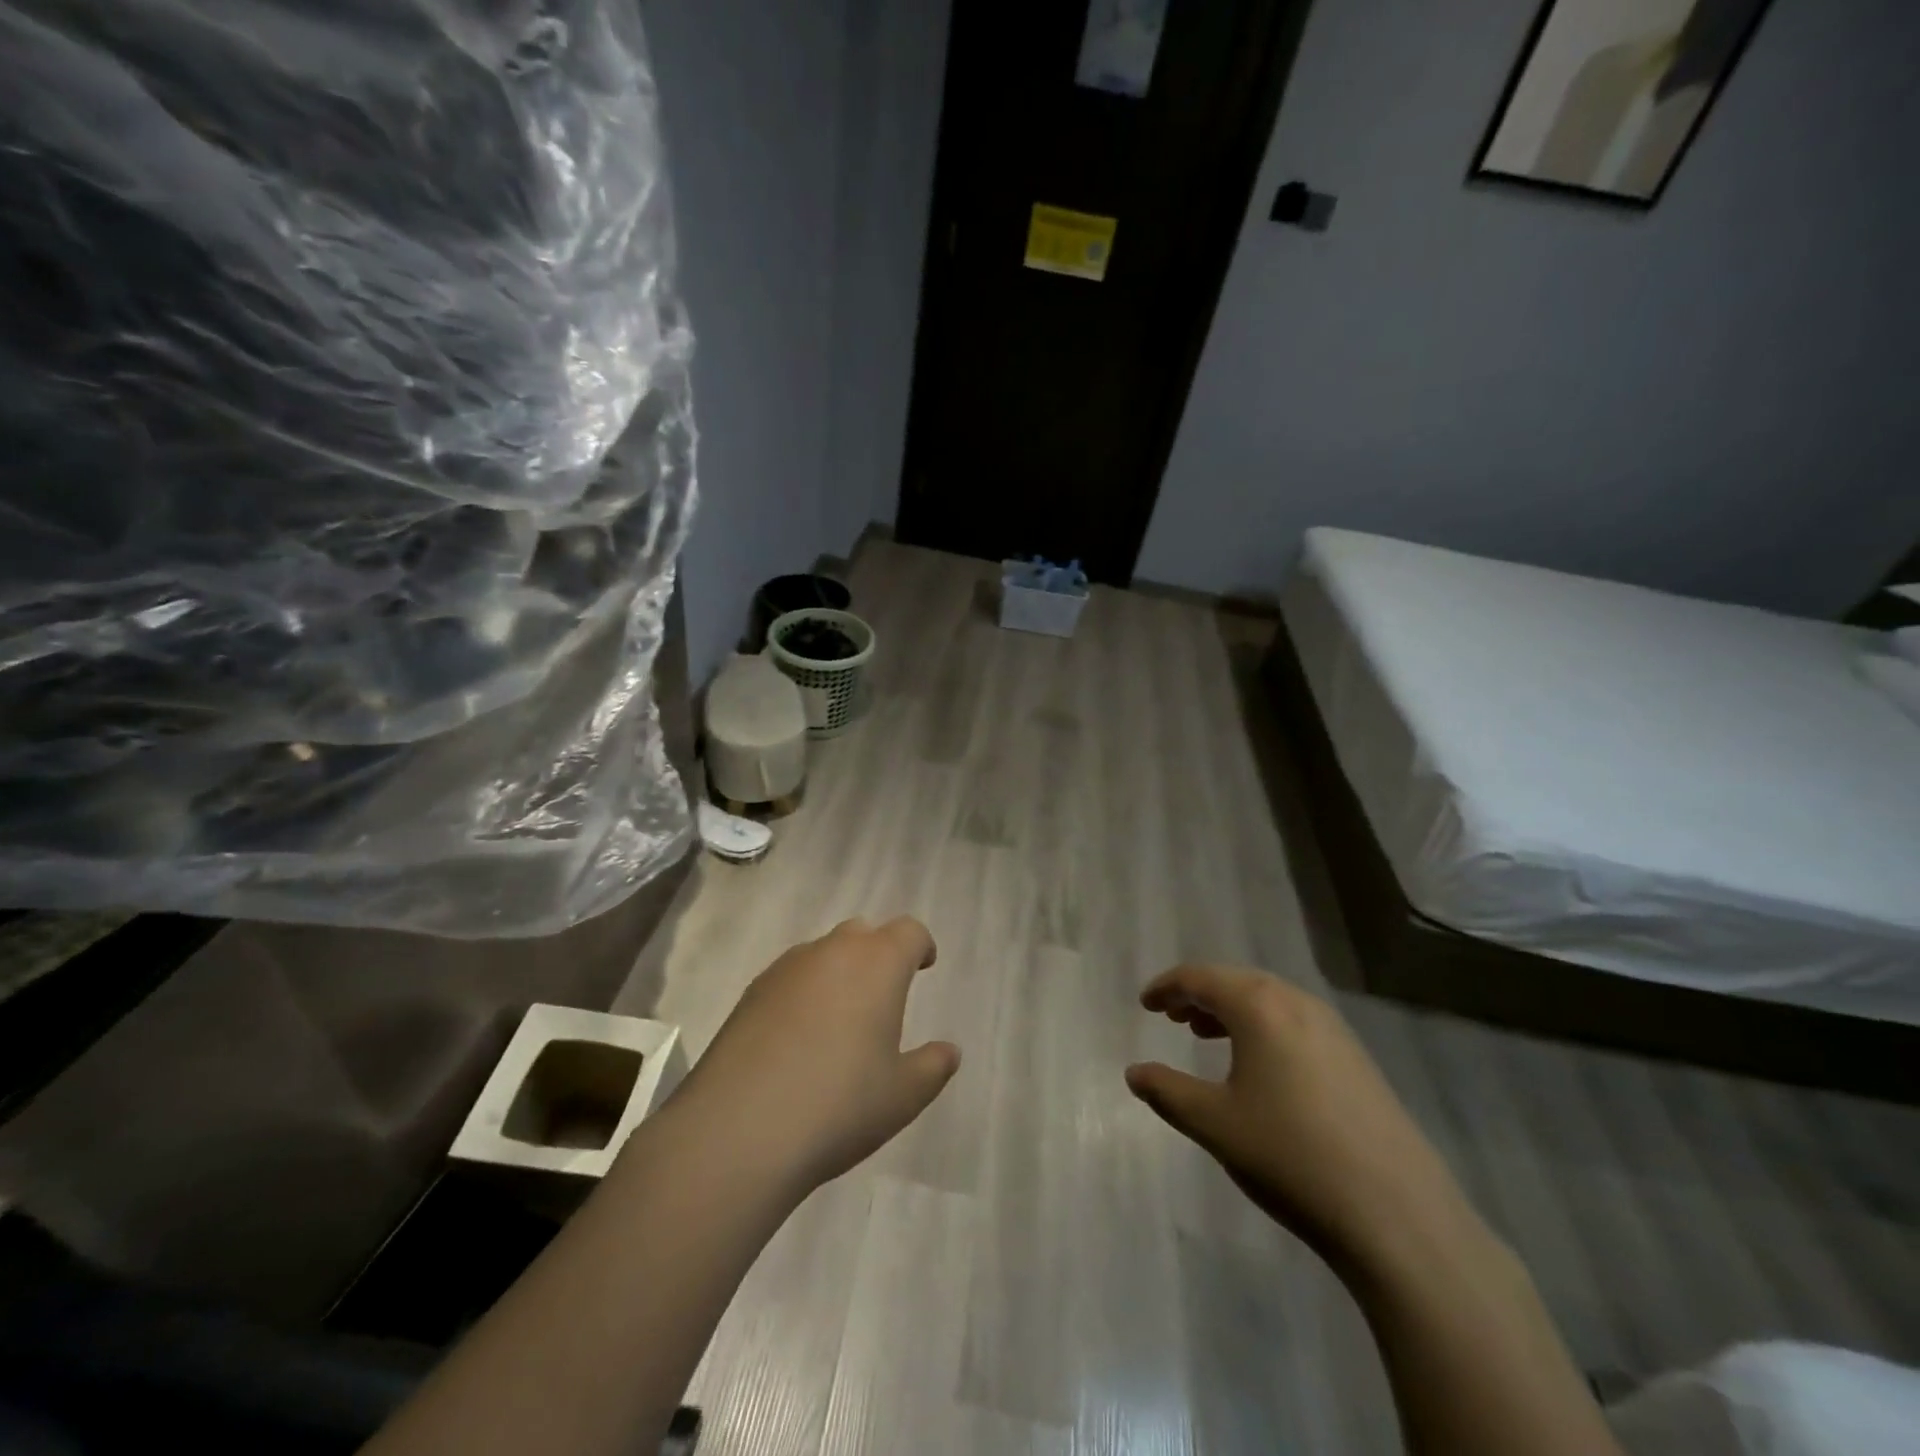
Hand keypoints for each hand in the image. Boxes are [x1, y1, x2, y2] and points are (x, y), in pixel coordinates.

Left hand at [663, 917, 960, 1195]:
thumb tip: (949, 1051)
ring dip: (838, 973)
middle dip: (878, 954)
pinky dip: (803, 994)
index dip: (920, 945)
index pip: (908, 931)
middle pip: (862, 933)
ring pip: (822, 953)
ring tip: (839, 1021)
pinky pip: (789, 978)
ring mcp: (785, 969)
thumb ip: (933, 1067)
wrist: (737, 1131)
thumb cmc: (838, 1106)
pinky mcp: (750, 993)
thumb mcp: (903, 1096)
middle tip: (883, 995)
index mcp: (877, 964)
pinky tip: (797, 1039)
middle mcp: (832, 952)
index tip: (924, 966)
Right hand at [1126, 965, 1477, 1273]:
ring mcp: (1334, 1030)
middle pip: (1236, 982)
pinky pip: (1295, 1024)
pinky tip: (1259, 1067)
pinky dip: (1264, 1029)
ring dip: (1232, 1011)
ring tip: (1206, 1036)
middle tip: (1171, 1016)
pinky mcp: (1357, 1060)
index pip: (1200, 978)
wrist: (1399, 1217)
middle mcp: (1298, 1003)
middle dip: (1199, 995)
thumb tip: (1134, 1073)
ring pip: (1269, 1002)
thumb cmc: (1290, 1156)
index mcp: (1259, 1006)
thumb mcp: (1214, 1124)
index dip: (1166, 987)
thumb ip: (1167, 1091)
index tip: (1145, 1003)